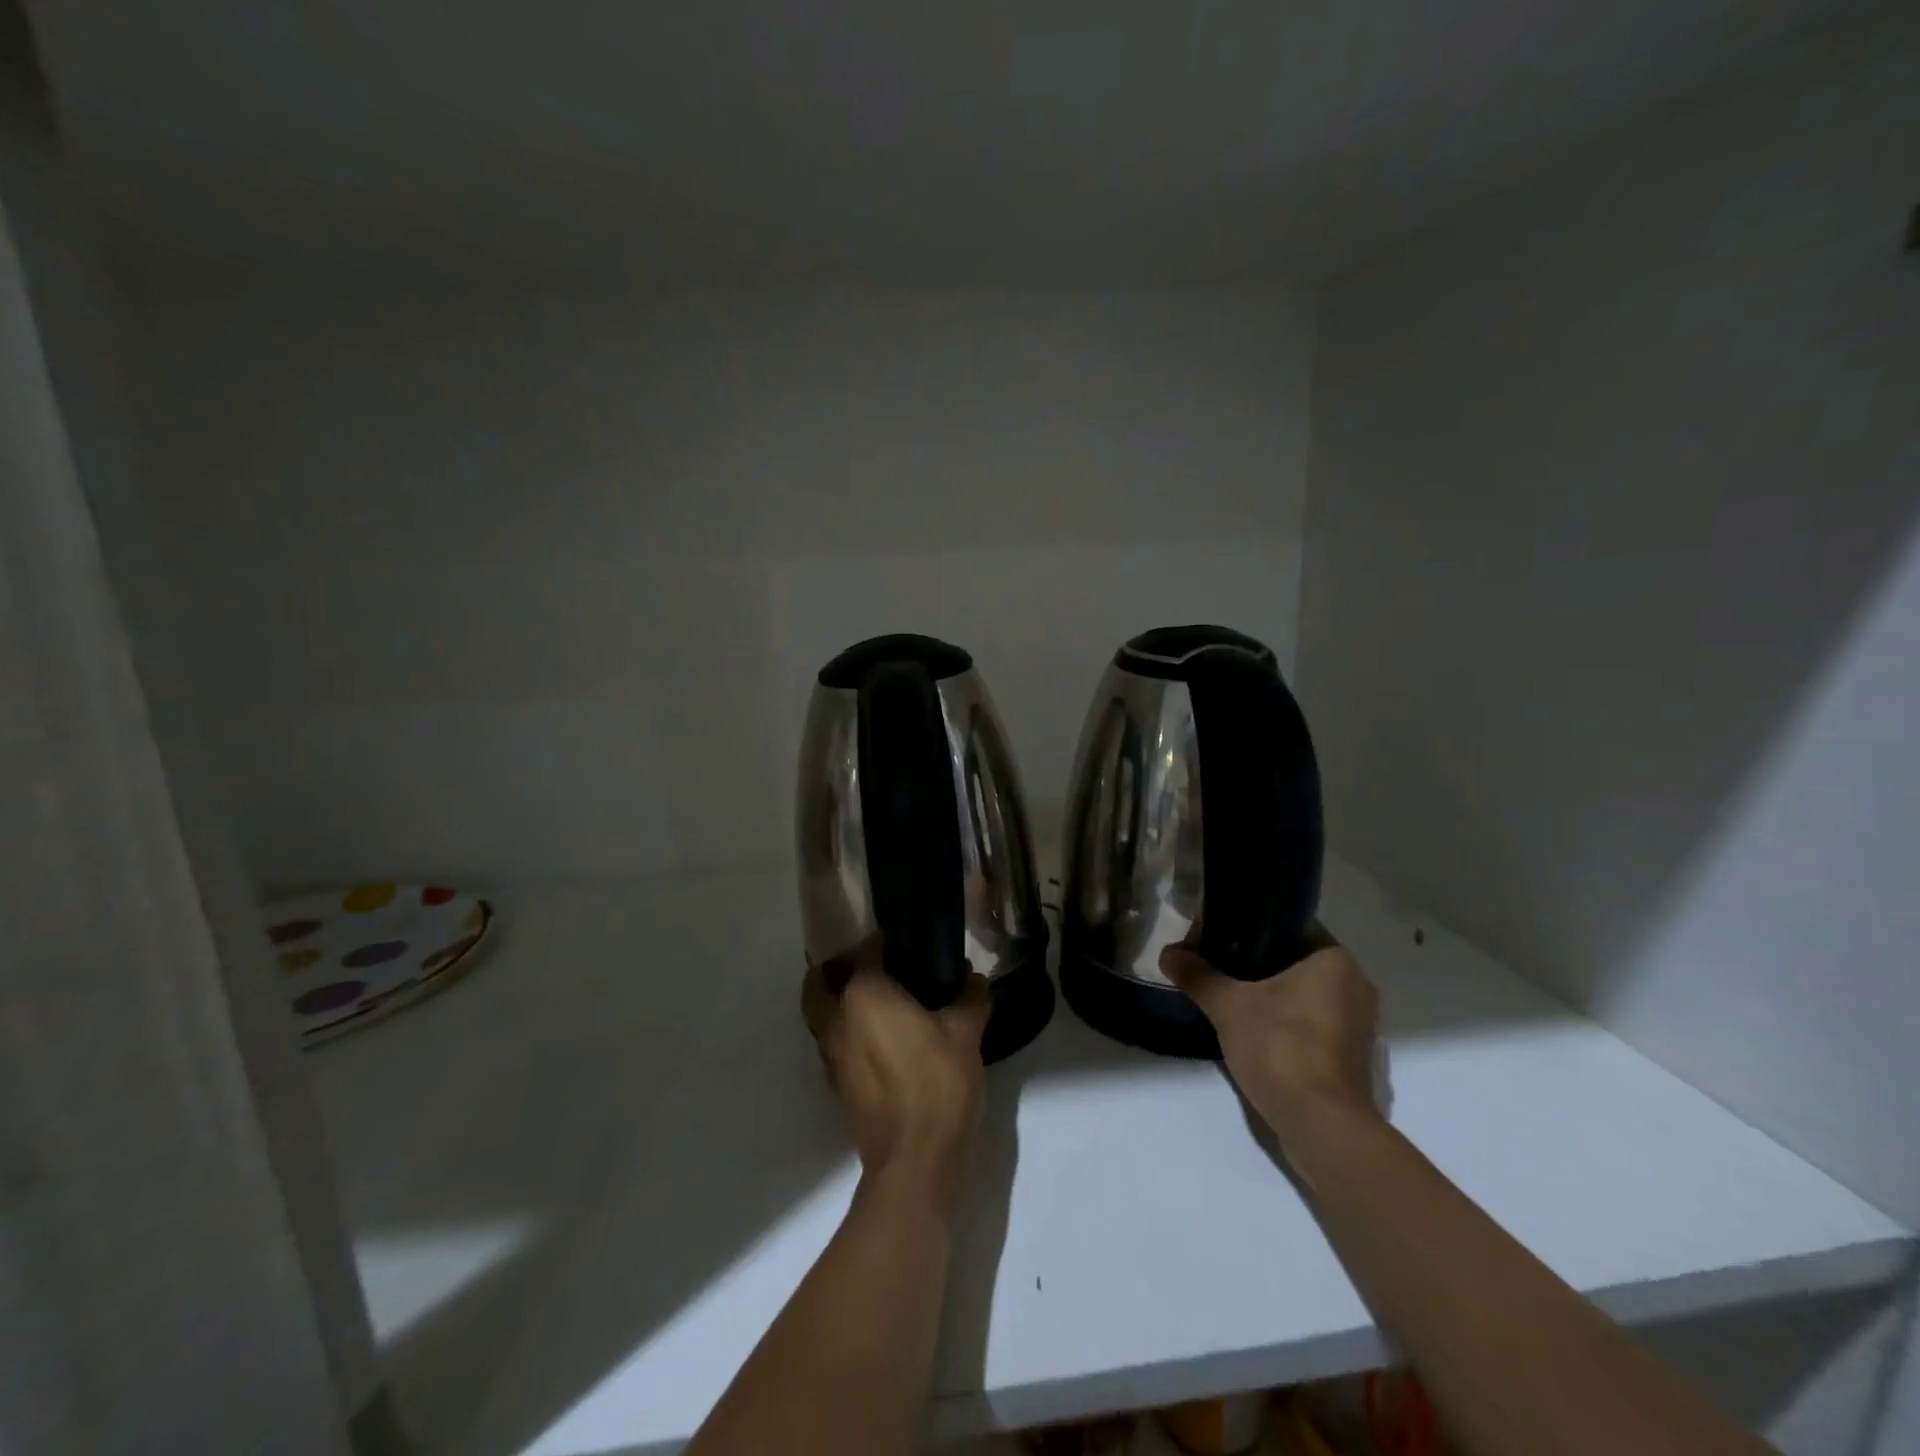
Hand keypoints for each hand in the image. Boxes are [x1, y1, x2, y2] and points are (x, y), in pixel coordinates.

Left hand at [802, 941, 990, 1197]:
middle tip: (874, 967)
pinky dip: (847, 1031)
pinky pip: (833, 1042)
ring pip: (822, 1014)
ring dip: (839, 1001)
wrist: (915, 1160)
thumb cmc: (938, 1083)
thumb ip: (970, 998)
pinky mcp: (836, 1083)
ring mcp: (831, 1054)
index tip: (909, 943)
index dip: (887, 942)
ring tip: (878, 1001)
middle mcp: (837, 1018)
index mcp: (864, 994)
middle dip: (840, 968)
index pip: (866, 950)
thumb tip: (974, 979)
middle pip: (822, 981)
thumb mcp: (966, 1033)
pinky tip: (881, 1038)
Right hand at [1160, 938, 1380, 1145]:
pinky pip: (1314, 1024)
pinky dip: (1287, 1023)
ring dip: (1274, 995)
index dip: (1254, 927)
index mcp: (1336, 961)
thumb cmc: (1281, 1047)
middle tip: (1219, 963)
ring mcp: (1360, 1026)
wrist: (1321, 1125)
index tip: (1221, 934)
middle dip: (1260, 963)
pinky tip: (1254, 1030)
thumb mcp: (1228, 1006)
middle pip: (1298, 962)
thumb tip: (1167, 953)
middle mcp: (1357, 986)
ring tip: (1231, 995)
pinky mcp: (1352, 1058)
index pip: (1292, 926)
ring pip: (1307, 995)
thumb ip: (1198, 976)